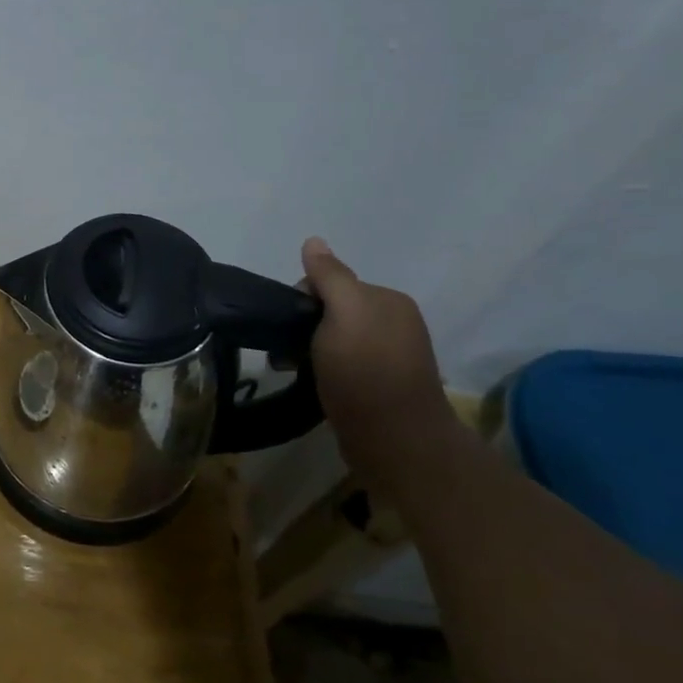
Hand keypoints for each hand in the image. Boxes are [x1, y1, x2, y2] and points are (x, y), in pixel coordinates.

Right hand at [301, 237, 461, 487]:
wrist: (396, 442)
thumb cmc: (365, 371)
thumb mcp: (344, 314)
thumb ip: (329, 276)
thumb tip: (313, 241)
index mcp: (388, 301)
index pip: (332, 283)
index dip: (303, 299)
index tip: (290, 324)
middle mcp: (394, 323)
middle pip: (331, 311)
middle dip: (304, 326)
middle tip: (286, 352)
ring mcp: (389, 357)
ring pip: (332, 340)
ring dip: (307, 351)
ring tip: (292, 370)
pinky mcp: (380, 387)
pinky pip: (340, 366)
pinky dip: (321, 370)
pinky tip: (312, 383)